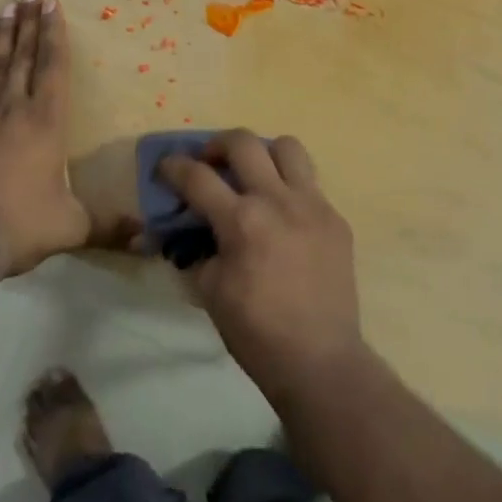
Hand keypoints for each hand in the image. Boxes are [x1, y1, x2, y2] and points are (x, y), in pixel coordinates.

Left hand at [0, 0, 89, 279]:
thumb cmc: (20, 226)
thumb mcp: (72, 227)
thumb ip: (109, 226)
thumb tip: (146, 238)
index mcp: (46, 123)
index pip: (53, 68)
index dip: (55, 34)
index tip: (53, 5)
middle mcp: (13, 110)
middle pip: (24, 56)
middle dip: (30, 22)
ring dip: (3, 35)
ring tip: (7, 8)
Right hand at [157, 129, 364, 404]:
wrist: (319, 358)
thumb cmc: (255, 331)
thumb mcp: (209, 291)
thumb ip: (195, 251)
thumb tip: (186, 233)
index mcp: (241, 220)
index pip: (197, 176)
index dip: (173, 167)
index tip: (165, 167)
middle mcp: (278, 200)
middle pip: (243, 142)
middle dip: (217, 145)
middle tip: (209, 163)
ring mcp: (313, 205)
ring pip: (287, 147)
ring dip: (263, 153)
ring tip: (254, 174)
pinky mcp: (336, 219)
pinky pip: (310, 184)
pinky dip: (289, 187)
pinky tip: (283, 215)